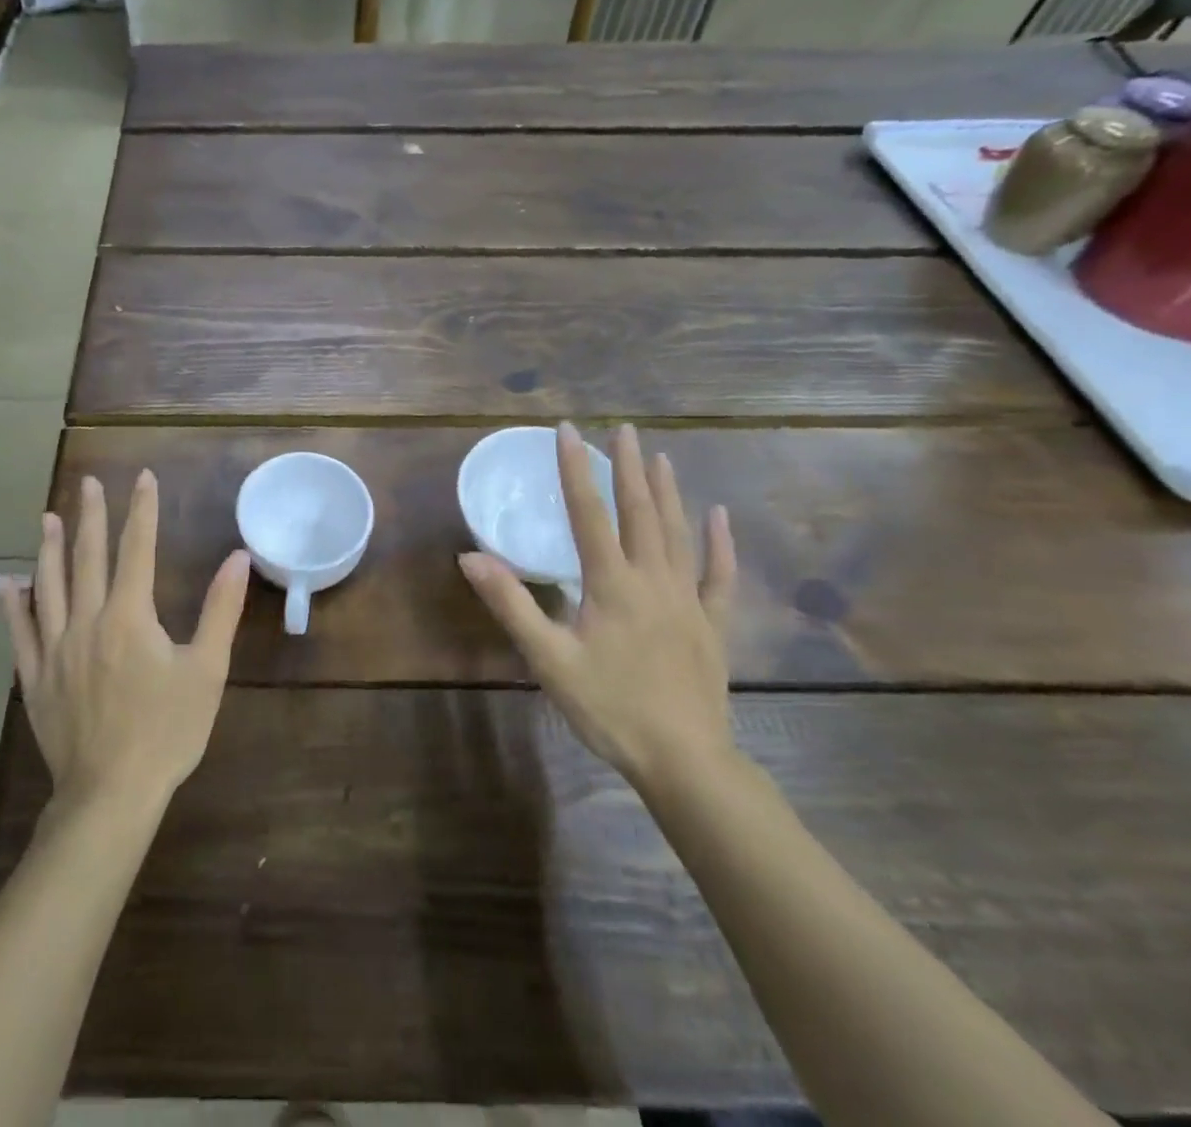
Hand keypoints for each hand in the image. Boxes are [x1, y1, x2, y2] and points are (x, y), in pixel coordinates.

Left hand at [1, 470, 250, 813]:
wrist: (111, 793)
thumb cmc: (166, 731)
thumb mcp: (206, 670)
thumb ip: (220, 610)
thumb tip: (237, 557)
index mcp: (130, 615)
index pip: (137, 549)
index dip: (142, 510)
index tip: (142, 478)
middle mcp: (88, 621)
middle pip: (87, 557)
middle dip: (90, 516)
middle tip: (87, 483)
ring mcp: (55, 649)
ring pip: (49, 586)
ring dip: (49, 548)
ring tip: (47, 517)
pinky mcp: (36, 677)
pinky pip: (20, 632)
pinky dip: (13, 605)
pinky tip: (7, 584)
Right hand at [459, 423, 737, 788]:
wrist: (684, 761)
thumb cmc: (609, 708)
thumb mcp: (548, 659)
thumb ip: (511, 604)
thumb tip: (471, 557)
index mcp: (611, 584)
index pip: (589, 513)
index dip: (576, 469)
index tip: (569, 430)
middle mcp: (653, 580)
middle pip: (640, 512)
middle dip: (629, 467)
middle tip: (624, 429)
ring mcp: (688, 600)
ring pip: (678, 533)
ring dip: (668, 492)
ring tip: (661, 456)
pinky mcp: (712, 625)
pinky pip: (719, 575)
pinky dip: (719, 543)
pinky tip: (719, 516)